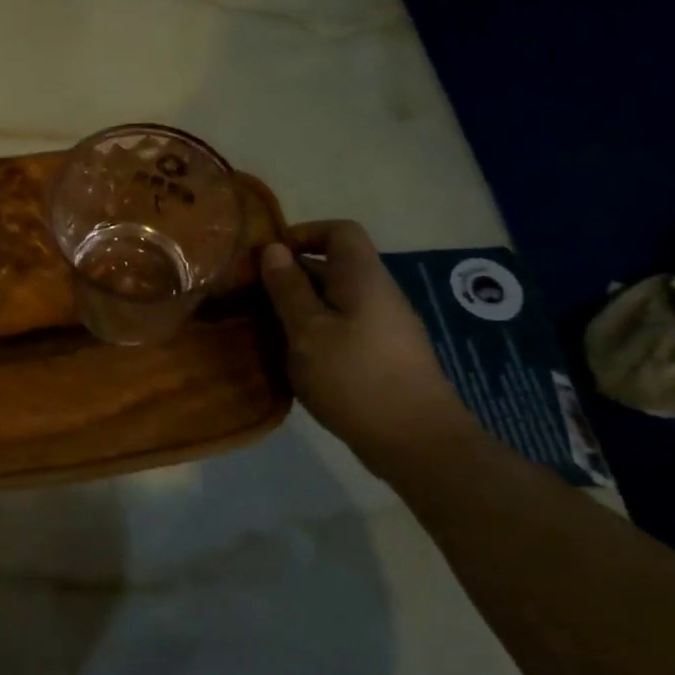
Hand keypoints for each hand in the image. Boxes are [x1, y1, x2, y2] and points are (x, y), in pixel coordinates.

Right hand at [260, 220, 477, 473]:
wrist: (418, 443)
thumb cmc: (356, 378)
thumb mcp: (308, 331)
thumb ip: (288, 288)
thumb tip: (273, 249)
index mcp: (363, 278)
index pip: (340, 231)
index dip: (304, 234)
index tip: (269, 258)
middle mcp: (378, 294)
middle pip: (335, 266)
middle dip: (293, 275)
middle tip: (255, 297)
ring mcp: (385, 327)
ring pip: (336, 300)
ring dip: (302, 308)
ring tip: (269, 329)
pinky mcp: (384, 356)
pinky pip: (345, 327)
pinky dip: (317, 333)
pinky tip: (297, 359)